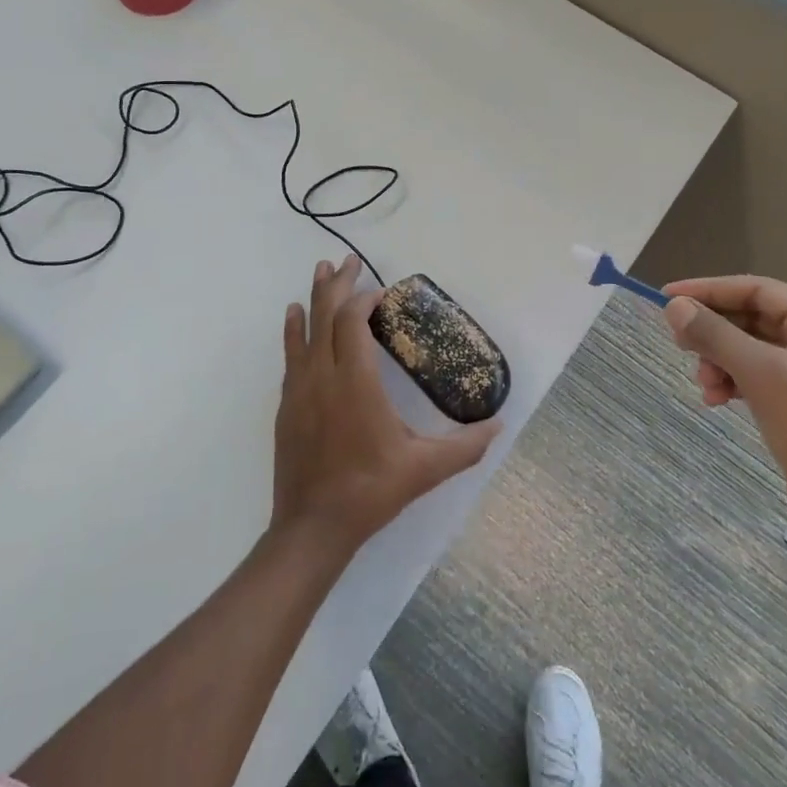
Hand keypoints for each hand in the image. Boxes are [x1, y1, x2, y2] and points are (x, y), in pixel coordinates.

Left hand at [272, 256, 500, 559]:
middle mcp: (323, 375)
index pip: (353, 321)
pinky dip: (294, 330)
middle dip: (337, 284)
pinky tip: (294, 318)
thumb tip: (500, 426)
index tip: (380, 292)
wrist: (312, 527)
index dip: (364, 299)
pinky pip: (290, 355)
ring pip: (304, 329)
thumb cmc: (371, 491)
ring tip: (320, 270)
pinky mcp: (286, 405)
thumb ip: (465, 446)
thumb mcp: (425, 469)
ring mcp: (299, 389)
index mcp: (356, 382)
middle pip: (326, 315)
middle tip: (348, 260)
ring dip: (313, 298)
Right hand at [661, 275, 786, 545]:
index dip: (709, 290)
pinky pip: (755, 376)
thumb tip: (674, 306)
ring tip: (703, 382)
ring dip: (718, 360)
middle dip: (713, 331)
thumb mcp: (763, 376)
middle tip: (678, 343)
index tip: (666, 297)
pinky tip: (715, 399)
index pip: (758, 290)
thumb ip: (716, 335)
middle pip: (751, 318)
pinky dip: (731, 381)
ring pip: (749, 349)